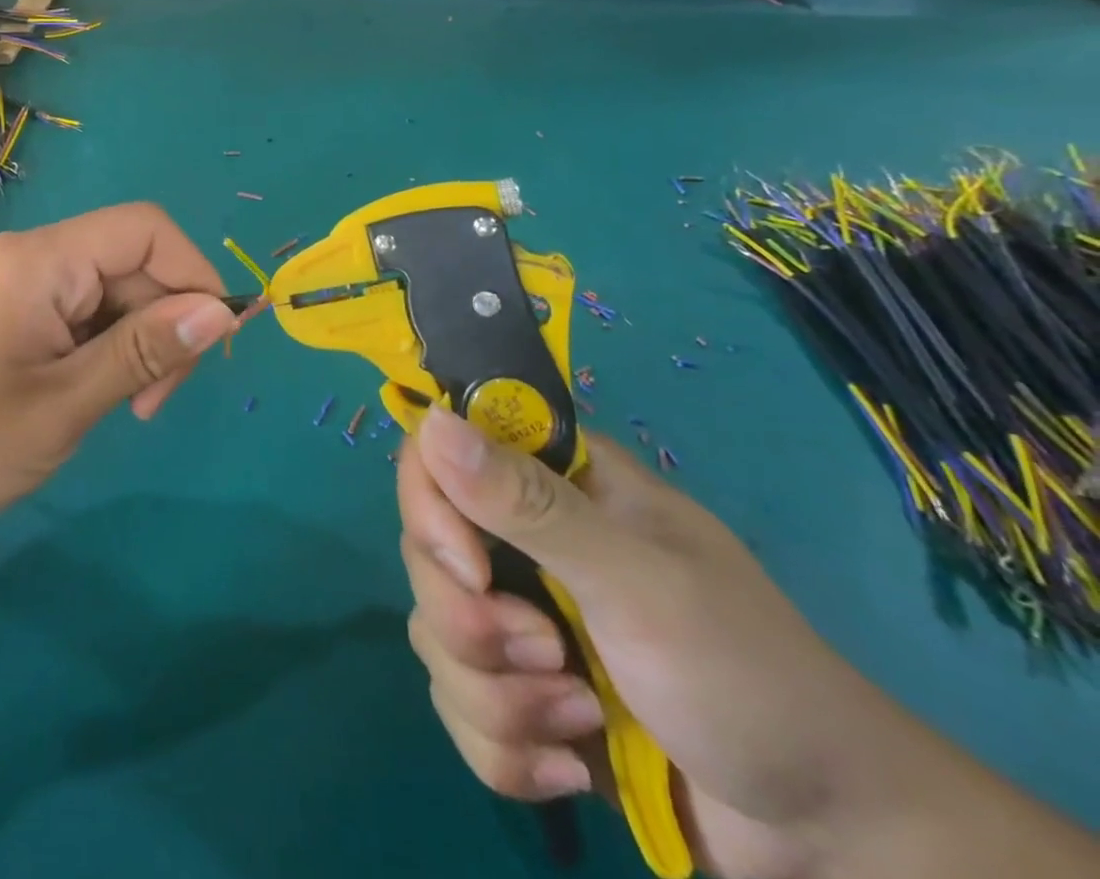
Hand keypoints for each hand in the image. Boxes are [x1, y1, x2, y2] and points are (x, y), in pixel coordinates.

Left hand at [0, 204, 234, 558]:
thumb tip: (222, 311)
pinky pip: (77, 310)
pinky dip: (101, 347)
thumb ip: (145, 352)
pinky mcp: (6, 311)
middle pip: (130, 262)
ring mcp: (14, 283)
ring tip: (122, 408)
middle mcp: (29, 256)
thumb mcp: (65, 405)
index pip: (146, 229)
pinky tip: (88, 394)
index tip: (208, 345)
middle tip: (153, 404)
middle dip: (162, 323)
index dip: (193, 274)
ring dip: (133, 342)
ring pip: (108, 290)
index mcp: (40, 261)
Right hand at [398, 406, 946, 878]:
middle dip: (474, 626)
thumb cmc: (747, 681)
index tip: (468, 567)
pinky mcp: (520, 691)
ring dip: (501, 698)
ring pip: (436, 636)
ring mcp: (519, 617)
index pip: (439, 456)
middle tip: (551, 656)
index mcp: (555, 486)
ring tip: (582, 723)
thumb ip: (532, 505)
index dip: (431, 506)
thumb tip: (432, 422)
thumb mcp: (639, 585)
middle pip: (425, 554)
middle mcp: (524, 540)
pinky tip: (571, 768)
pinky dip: (506, 748)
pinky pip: (457, 706)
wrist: (833, 847)